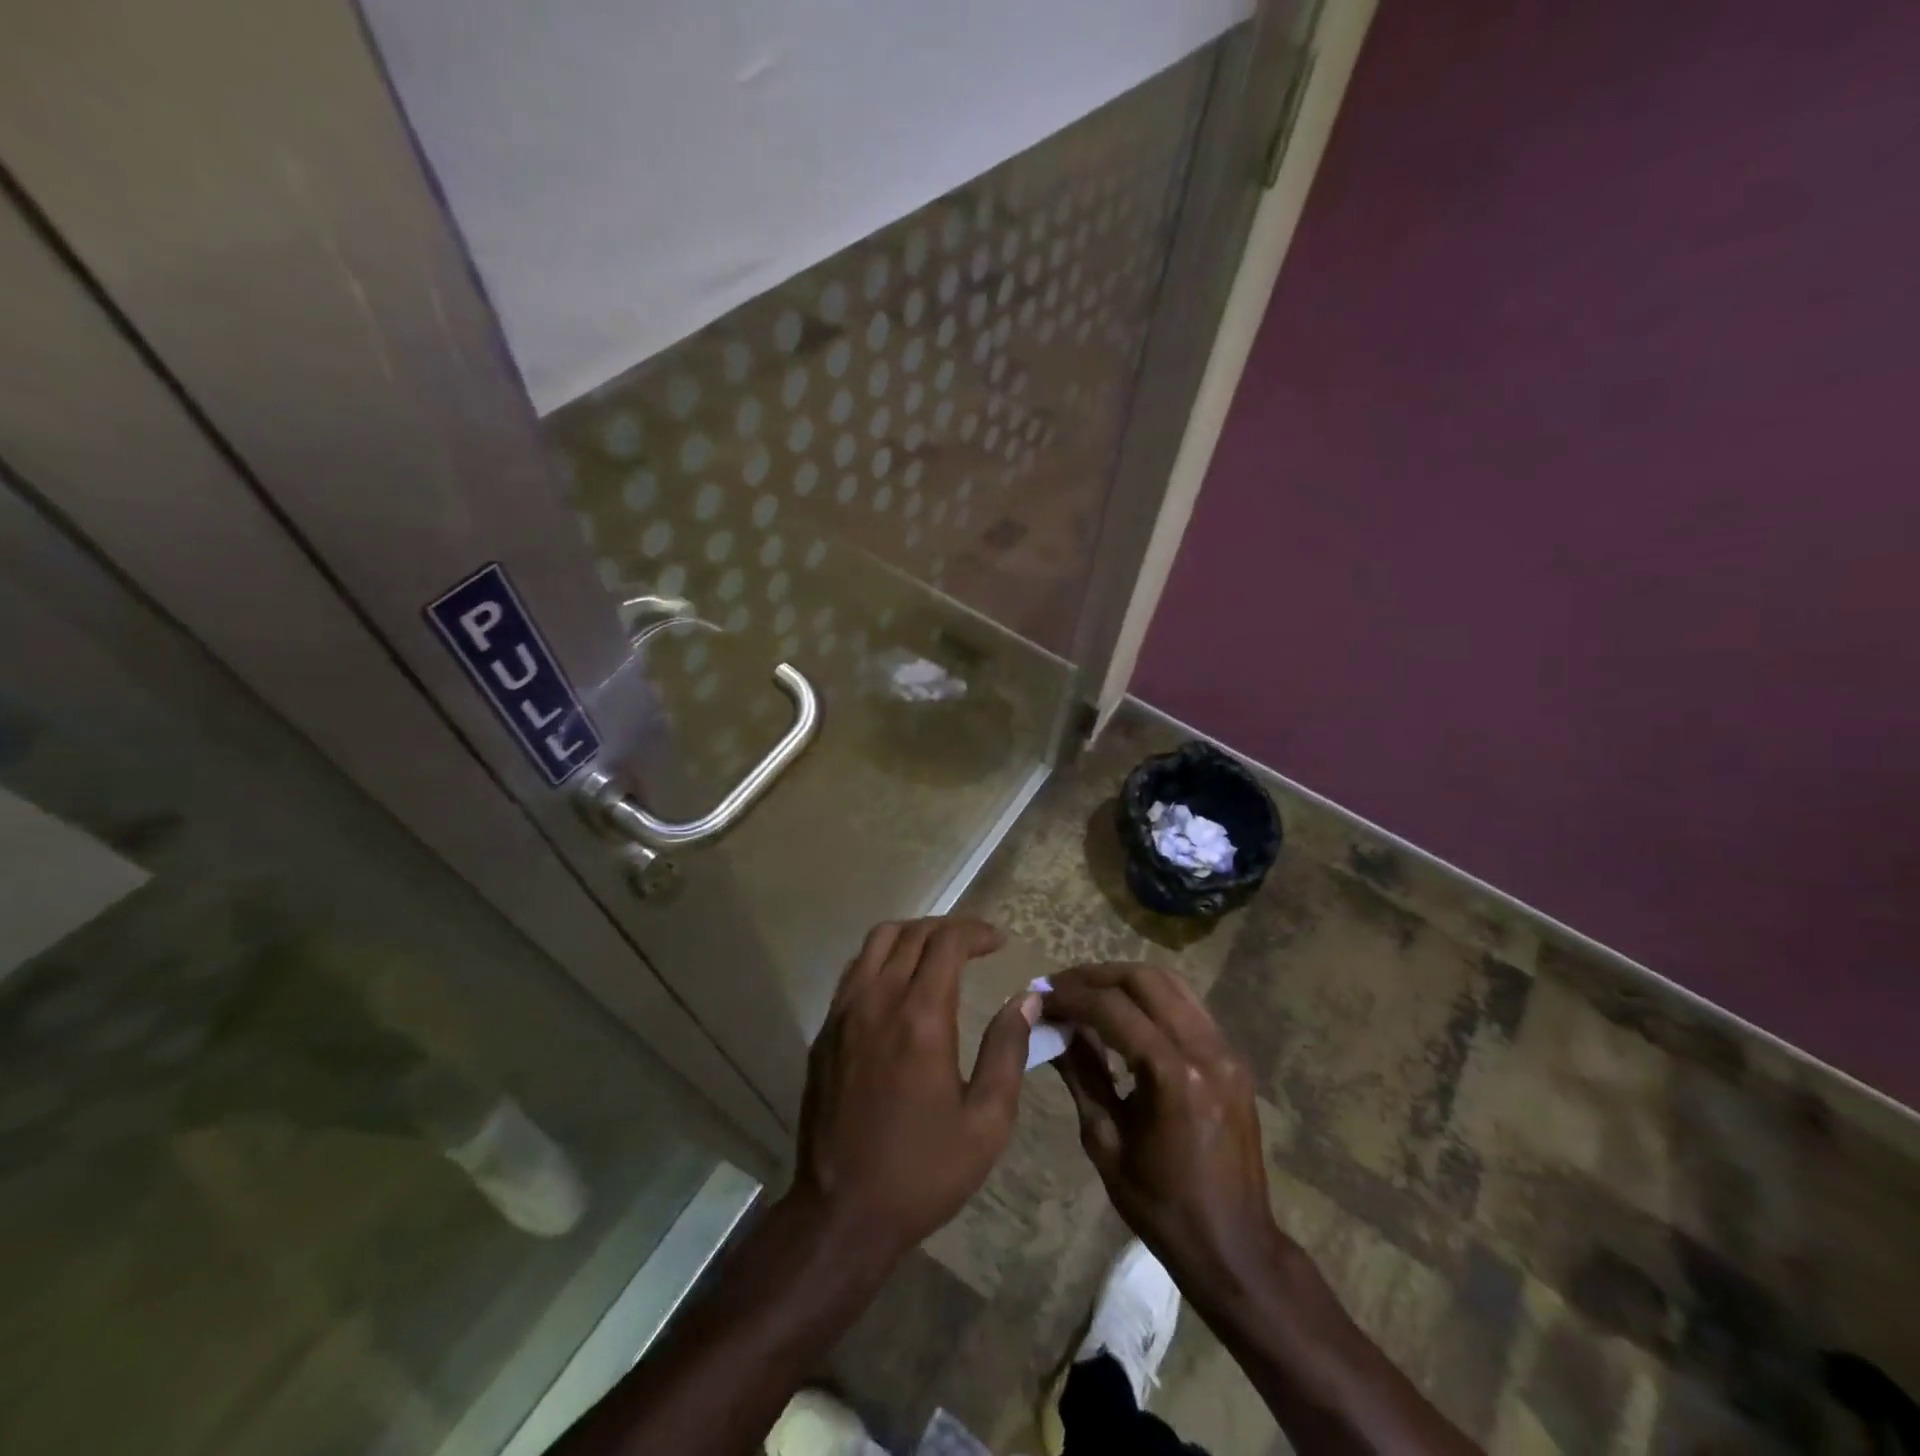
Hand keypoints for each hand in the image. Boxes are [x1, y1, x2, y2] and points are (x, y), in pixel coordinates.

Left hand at [786, 917, 1038, 1269]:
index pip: (947, 943)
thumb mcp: (986, 1122)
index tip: (999, 942)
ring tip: (939, 952)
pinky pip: (855, 969)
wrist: (841, 1212)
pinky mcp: (825, 1029)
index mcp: (921, 1017)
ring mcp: (844, 1011)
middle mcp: (878, 1000)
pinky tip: (900, 981)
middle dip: (949, 928)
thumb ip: (1008, 1051)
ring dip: (912, 934)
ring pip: (877, 941)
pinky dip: (882, 956)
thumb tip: (1028, 998)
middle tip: (976, 944)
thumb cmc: (922, 1171)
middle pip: (912, 933)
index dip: (976, 932)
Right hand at [1045, 964, 1284, 1309]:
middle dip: (1095, 976)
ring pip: (1169, 982)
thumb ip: (1081, 1074)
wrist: (1235, 1247)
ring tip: (1087, 992)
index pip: (1112, 1008)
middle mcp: (1205, 1050)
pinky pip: (1187, 1004)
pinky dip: (1150, 997)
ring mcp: (1225, 1049)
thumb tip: (1053, 1027)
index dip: (1070, 996)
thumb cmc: (1162, 1206)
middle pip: (1143, 980)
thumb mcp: (1106, 1142)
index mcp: (1173, 1077)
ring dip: (1123, 979)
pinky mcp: (1232, 1056)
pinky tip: (1124, 1013)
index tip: (1039, 997)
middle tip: (1059, 988)